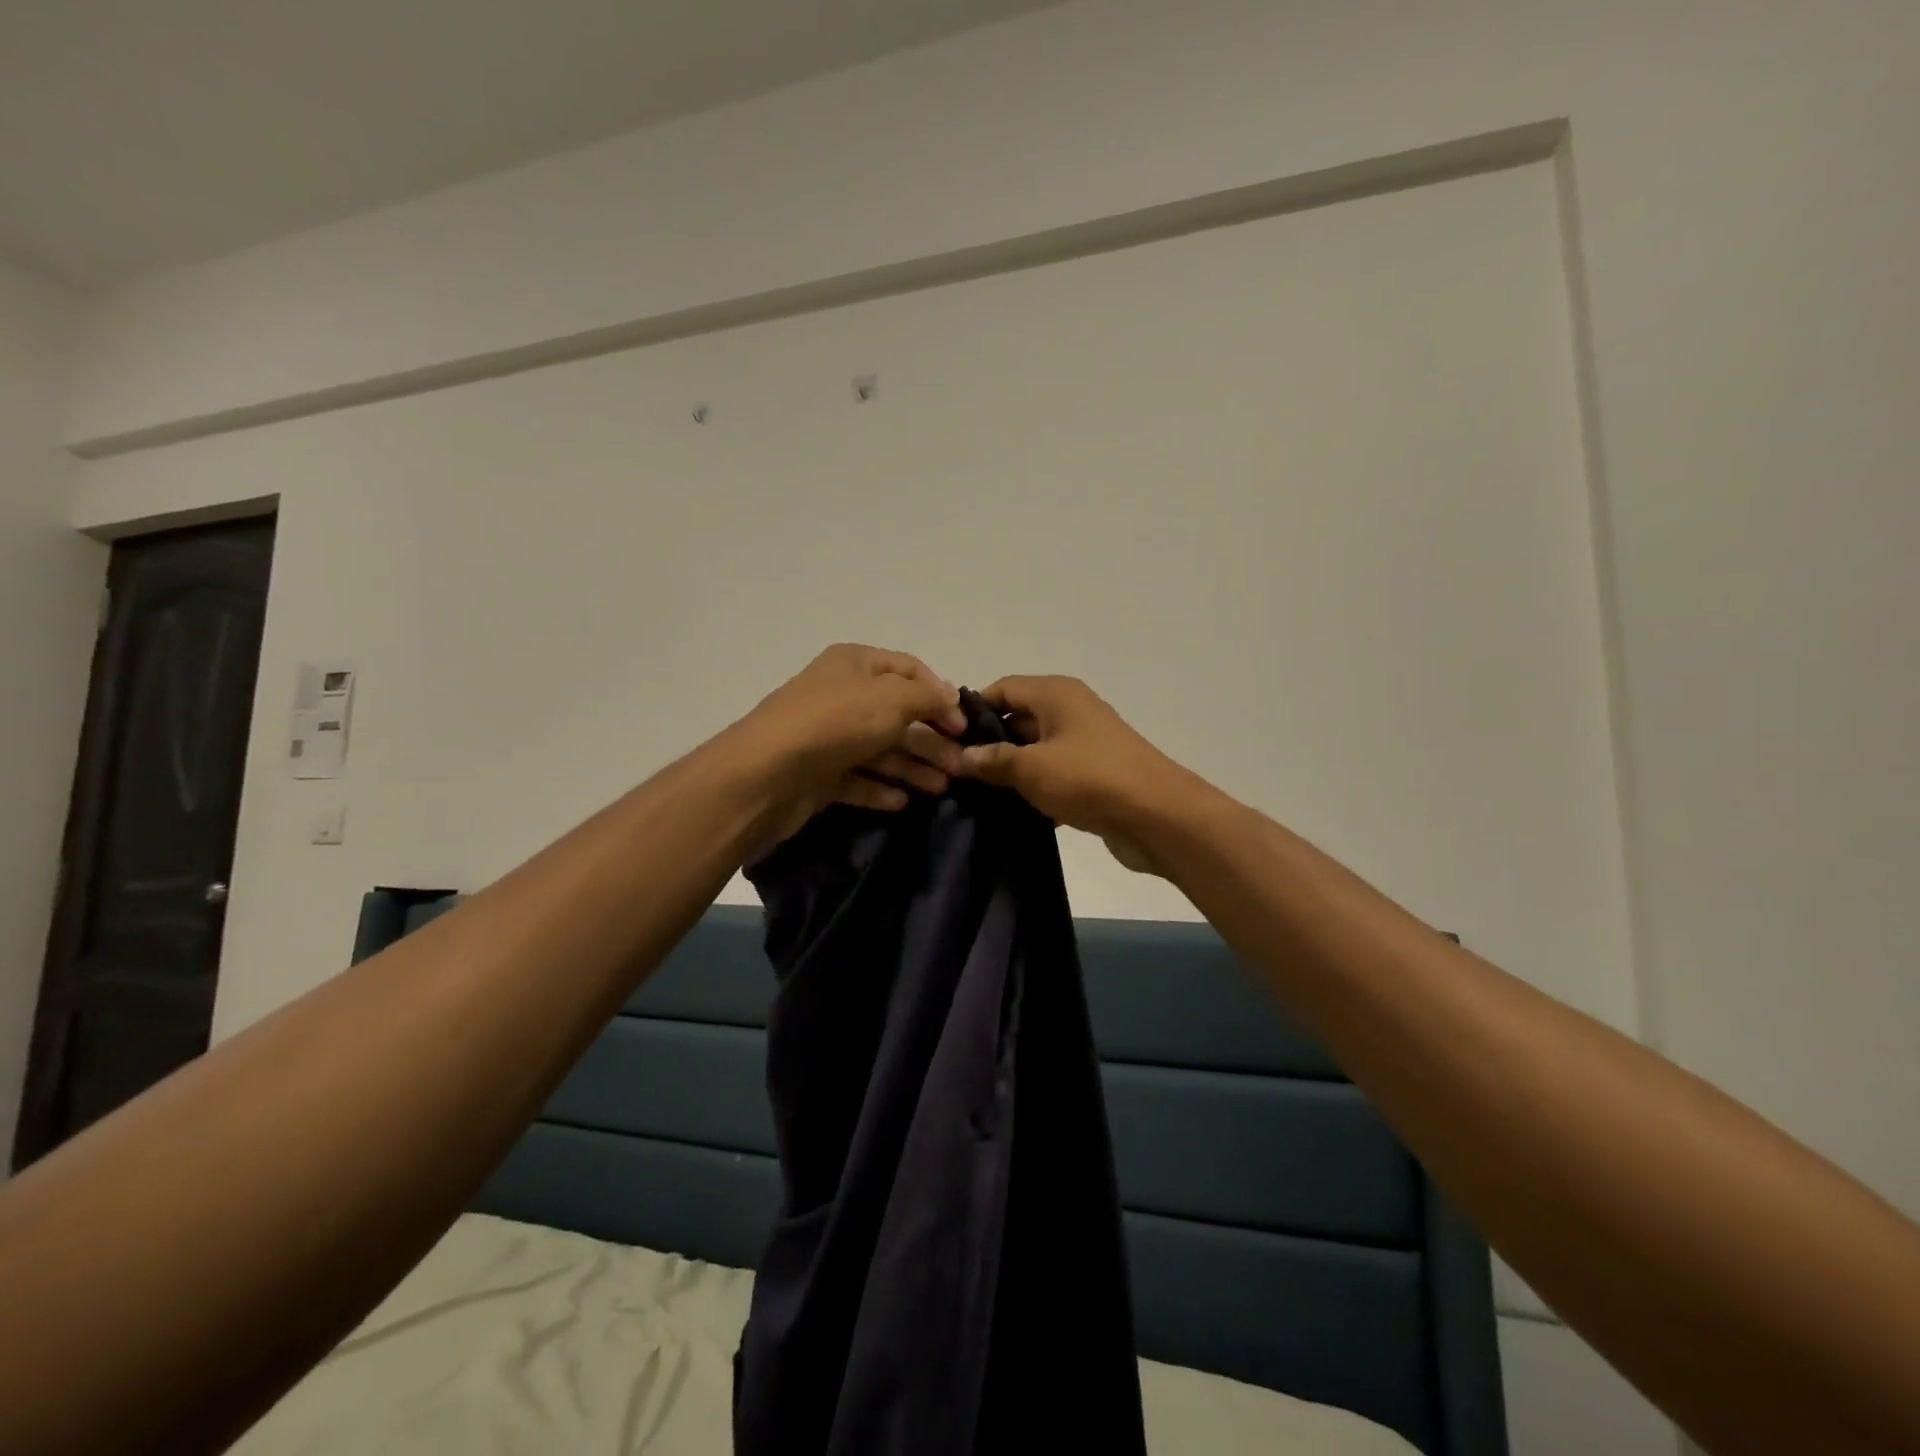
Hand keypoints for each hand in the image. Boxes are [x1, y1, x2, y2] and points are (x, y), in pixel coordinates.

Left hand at [731, 644, 968, 852]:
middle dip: (932, 739)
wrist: (765, 774)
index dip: (940, 695)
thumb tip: (950, 697)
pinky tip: (903, 803)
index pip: (910, 670)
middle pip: (898, 714)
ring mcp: (828, 735)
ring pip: (881, 749)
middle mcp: (841, 694)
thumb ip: (928, 697)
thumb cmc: (835, 723)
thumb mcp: (892, 699)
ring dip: (914, 766)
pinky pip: (858, 778)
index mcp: (855, 663)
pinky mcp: (818, 773)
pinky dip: (881, 788)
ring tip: (943, 788)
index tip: (963, 725)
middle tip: (962, 766)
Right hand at [952, 676, 1191, 874]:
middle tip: (955, 771)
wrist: (1158, 816)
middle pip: (1018, 718)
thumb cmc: (1090, 778)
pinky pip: (1053, 774)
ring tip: (975, 794)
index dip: (972, 710)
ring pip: (1035, 749)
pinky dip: (1034, 788)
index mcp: (1056, 694)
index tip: (946, 739)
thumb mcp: (1031, 768)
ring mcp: (1085, 743)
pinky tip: (1011, 811)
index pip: (1002, 688)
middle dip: (988, 744)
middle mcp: (1070, 710)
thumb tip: (960, 757)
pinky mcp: (1094, 774)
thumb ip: (992, 760)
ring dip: (1010, 770)